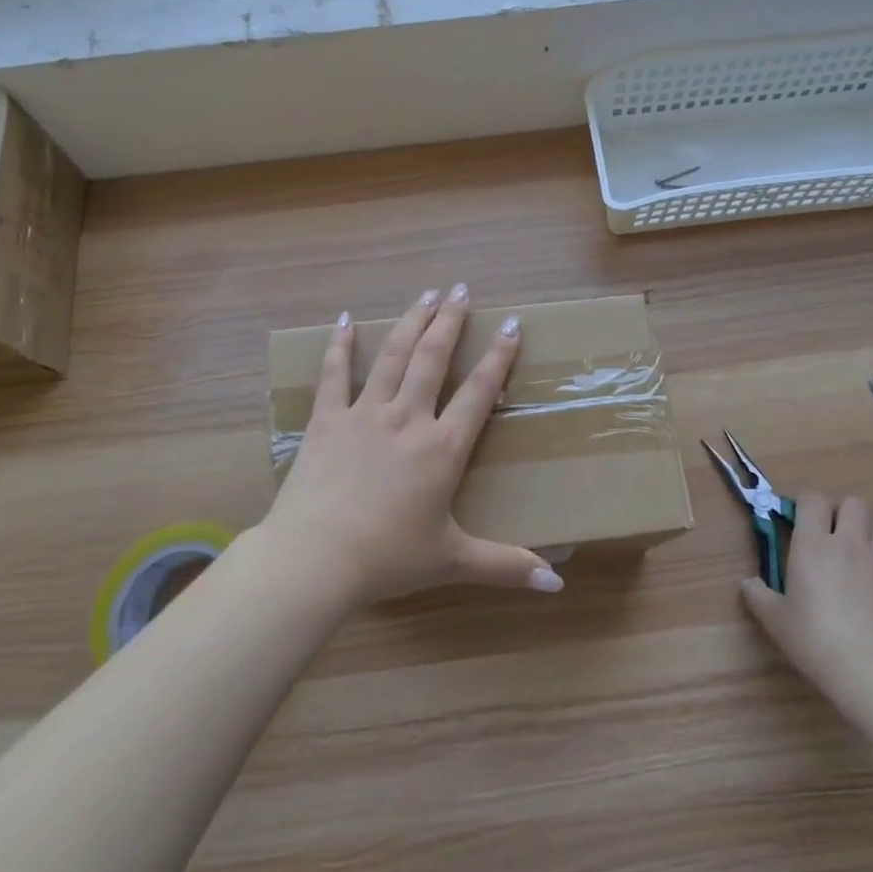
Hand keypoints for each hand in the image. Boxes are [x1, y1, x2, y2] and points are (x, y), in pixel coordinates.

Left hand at [263, 284, 564, 605]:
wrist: (315, 559)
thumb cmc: (387, 559)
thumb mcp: (452, 561)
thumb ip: (506, 566)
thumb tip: (557, 583)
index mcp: (442, 448)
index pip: (478, 392)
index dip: (499, 357)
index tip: (511, 325)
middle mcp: (407, 419)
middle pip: (433, 358)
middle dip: (451, 321)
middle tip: (462, 289)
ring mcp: (364, 414)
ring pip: (392, 356)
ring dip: (411, 321)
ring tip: (426, 293)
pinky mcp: (327, 420)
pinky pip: (334, 374)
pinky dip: (339, 346)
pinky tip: (344, 320)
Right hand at [740, 494, 872, 689]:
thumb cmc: (815, 639)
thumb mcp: (774, 619)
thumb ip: (758, 595)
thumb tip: (748, 584)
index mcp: (813, 543)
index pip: (813, 499)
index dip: (806, 504)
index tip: (799, 520)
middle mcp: (851, 542)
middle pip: (854, 503)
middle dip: (843, 513)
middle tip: (833, 536)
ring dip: (871, 533)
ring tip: (861, 554)